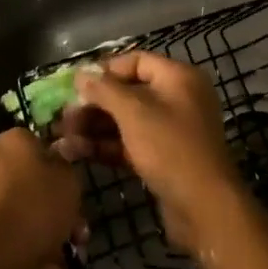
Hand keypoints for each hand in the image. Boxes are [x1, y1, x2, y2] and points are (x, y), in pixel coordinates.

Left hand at [0, 128, 85, 268]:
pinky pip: (8, 240)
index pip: (41, 146)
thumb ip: (68, 168)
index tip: (78, 195)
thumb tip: (59, 160)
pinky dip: (33, 260)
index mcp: (13, 142)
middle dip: (60, 214)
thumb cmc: (31, 209)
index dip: (63, 171)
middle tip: (79, 237)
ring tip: (73, 268)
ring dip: (50, 241)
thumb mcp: (67, 183)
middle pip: (33, 186)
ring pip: (22, 216)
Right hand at [62, 52, 245, 255]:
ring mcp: (170, 131)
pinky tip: (77, 152)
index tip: (75, 84)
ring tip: (63, 138)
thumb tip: (81, 74)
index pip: (136, 61)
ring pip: (125, 121)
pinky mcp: (162, 158)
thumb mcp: (133, 112)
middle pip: (128, 93)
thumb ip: (104, 90)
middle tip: (64, 117)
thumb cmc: (170, 147)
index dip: (105, 70)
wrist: (204, 207)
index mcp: (178, 78)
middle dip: (94, 105)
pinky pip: (130, 143)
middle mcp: (176, 99)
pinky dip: (106, 146)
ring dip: (94, 127)